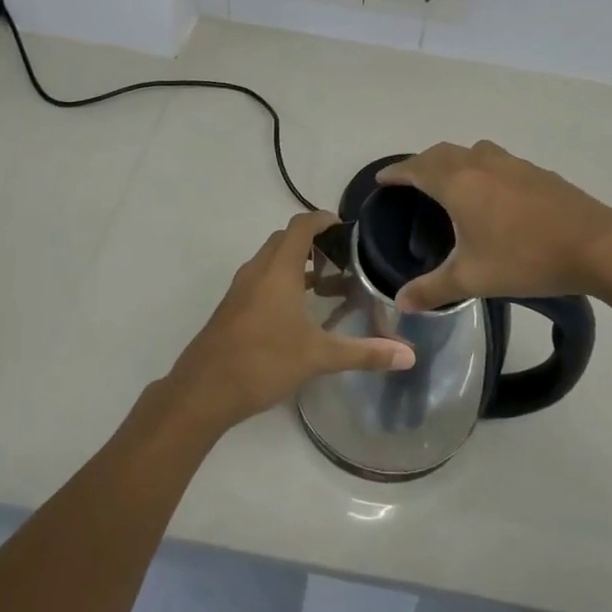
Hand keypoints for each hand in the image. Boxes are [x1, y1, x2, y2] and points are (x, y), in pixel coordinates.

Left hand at [168, 211, 415, 432]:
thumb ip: (364, 353)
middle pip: (286, 239)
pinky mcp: (232, 307)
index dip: (324, 219)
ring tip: (328, 287)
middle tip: (344, 260)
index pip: (301, 225)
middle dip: (314, 242)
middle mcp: (258, 270)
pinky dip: (283, 282)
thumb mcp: (318, 357)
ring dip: (298, 264)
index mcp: (278, 269)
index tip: (348, 229)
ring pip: (272, 261)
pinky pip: (262, 280)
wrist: (202, 391)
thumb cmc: (262, 362)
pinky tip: (299, 313)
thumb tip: (410, 356)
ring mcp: (241, 289)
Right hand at [378, 141, 611, 312]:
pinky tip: (492, 194)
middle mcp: (481, 164)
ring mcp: (512, 163)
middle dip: (421, 164)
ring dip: (453, 161)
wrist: (596, 245)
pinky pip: (496, 161)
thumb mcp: (473, 279)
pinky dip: (481, 168)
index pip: (416, 168)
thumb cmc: (526, 259)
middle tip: (411, 183)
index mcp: (458, 183)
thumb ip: (432, 289)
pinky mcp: (536, 171)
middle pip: (442, 153)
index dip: (396, 173)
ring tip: (450, 183)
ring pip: (472, 151)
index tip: (383, 180)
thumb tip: (400, 302)